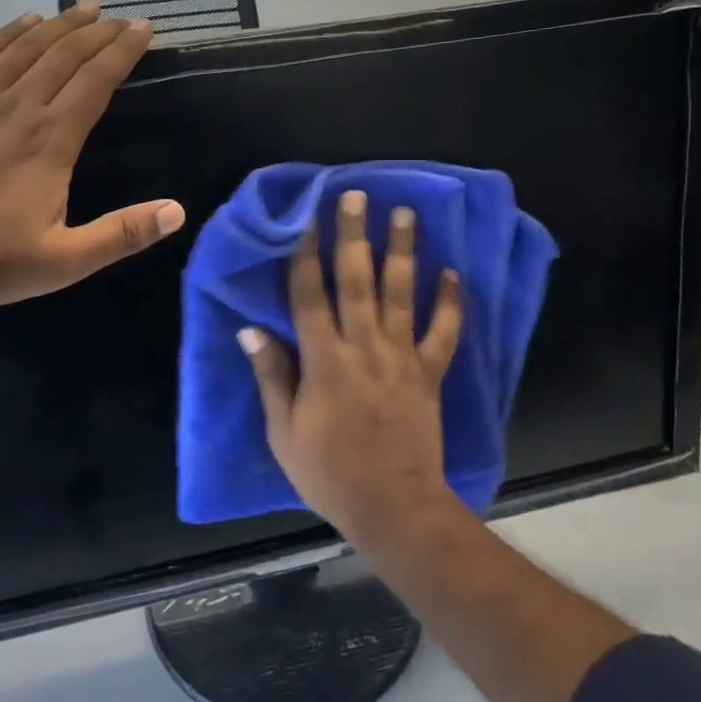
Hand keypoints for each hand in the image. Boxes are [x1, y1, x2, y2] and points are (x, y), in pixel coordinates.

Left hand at [0, 3, 184, 316]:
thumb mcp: (65, 261)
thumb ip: (122, 234)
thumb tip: (177, 212)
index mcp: (51, 140)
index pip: (97, 80)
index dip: (123, 51)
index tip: (144, 28)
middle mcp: (18, 106)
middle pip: (65, 54)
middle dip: (98, 31)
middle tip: (121, 16)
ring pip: (25, 47)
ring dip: (59, 24)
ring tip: (84, 8)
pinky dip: (5, 32)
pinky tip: (23, 22)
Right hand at [238, 189, 464, 547]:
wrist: (392, 507)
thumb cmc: (329, 471)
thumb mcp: (284, 431)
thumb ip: (271, 375)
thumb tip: (249, 330)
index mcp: (324, 360)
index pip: (309, 294)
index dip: (305, 253)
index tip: (305, 218)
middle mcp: (364, 346)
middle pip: (357, 279)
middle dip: (354, 234)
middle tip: (356, 195)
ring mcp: (401, 357)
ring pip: (401, 293)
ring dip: (402, 251)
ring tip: (405, 213)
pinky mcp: (429, 373)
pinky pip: (443, 332)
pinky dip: (450, 302)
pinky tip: (451, 272)